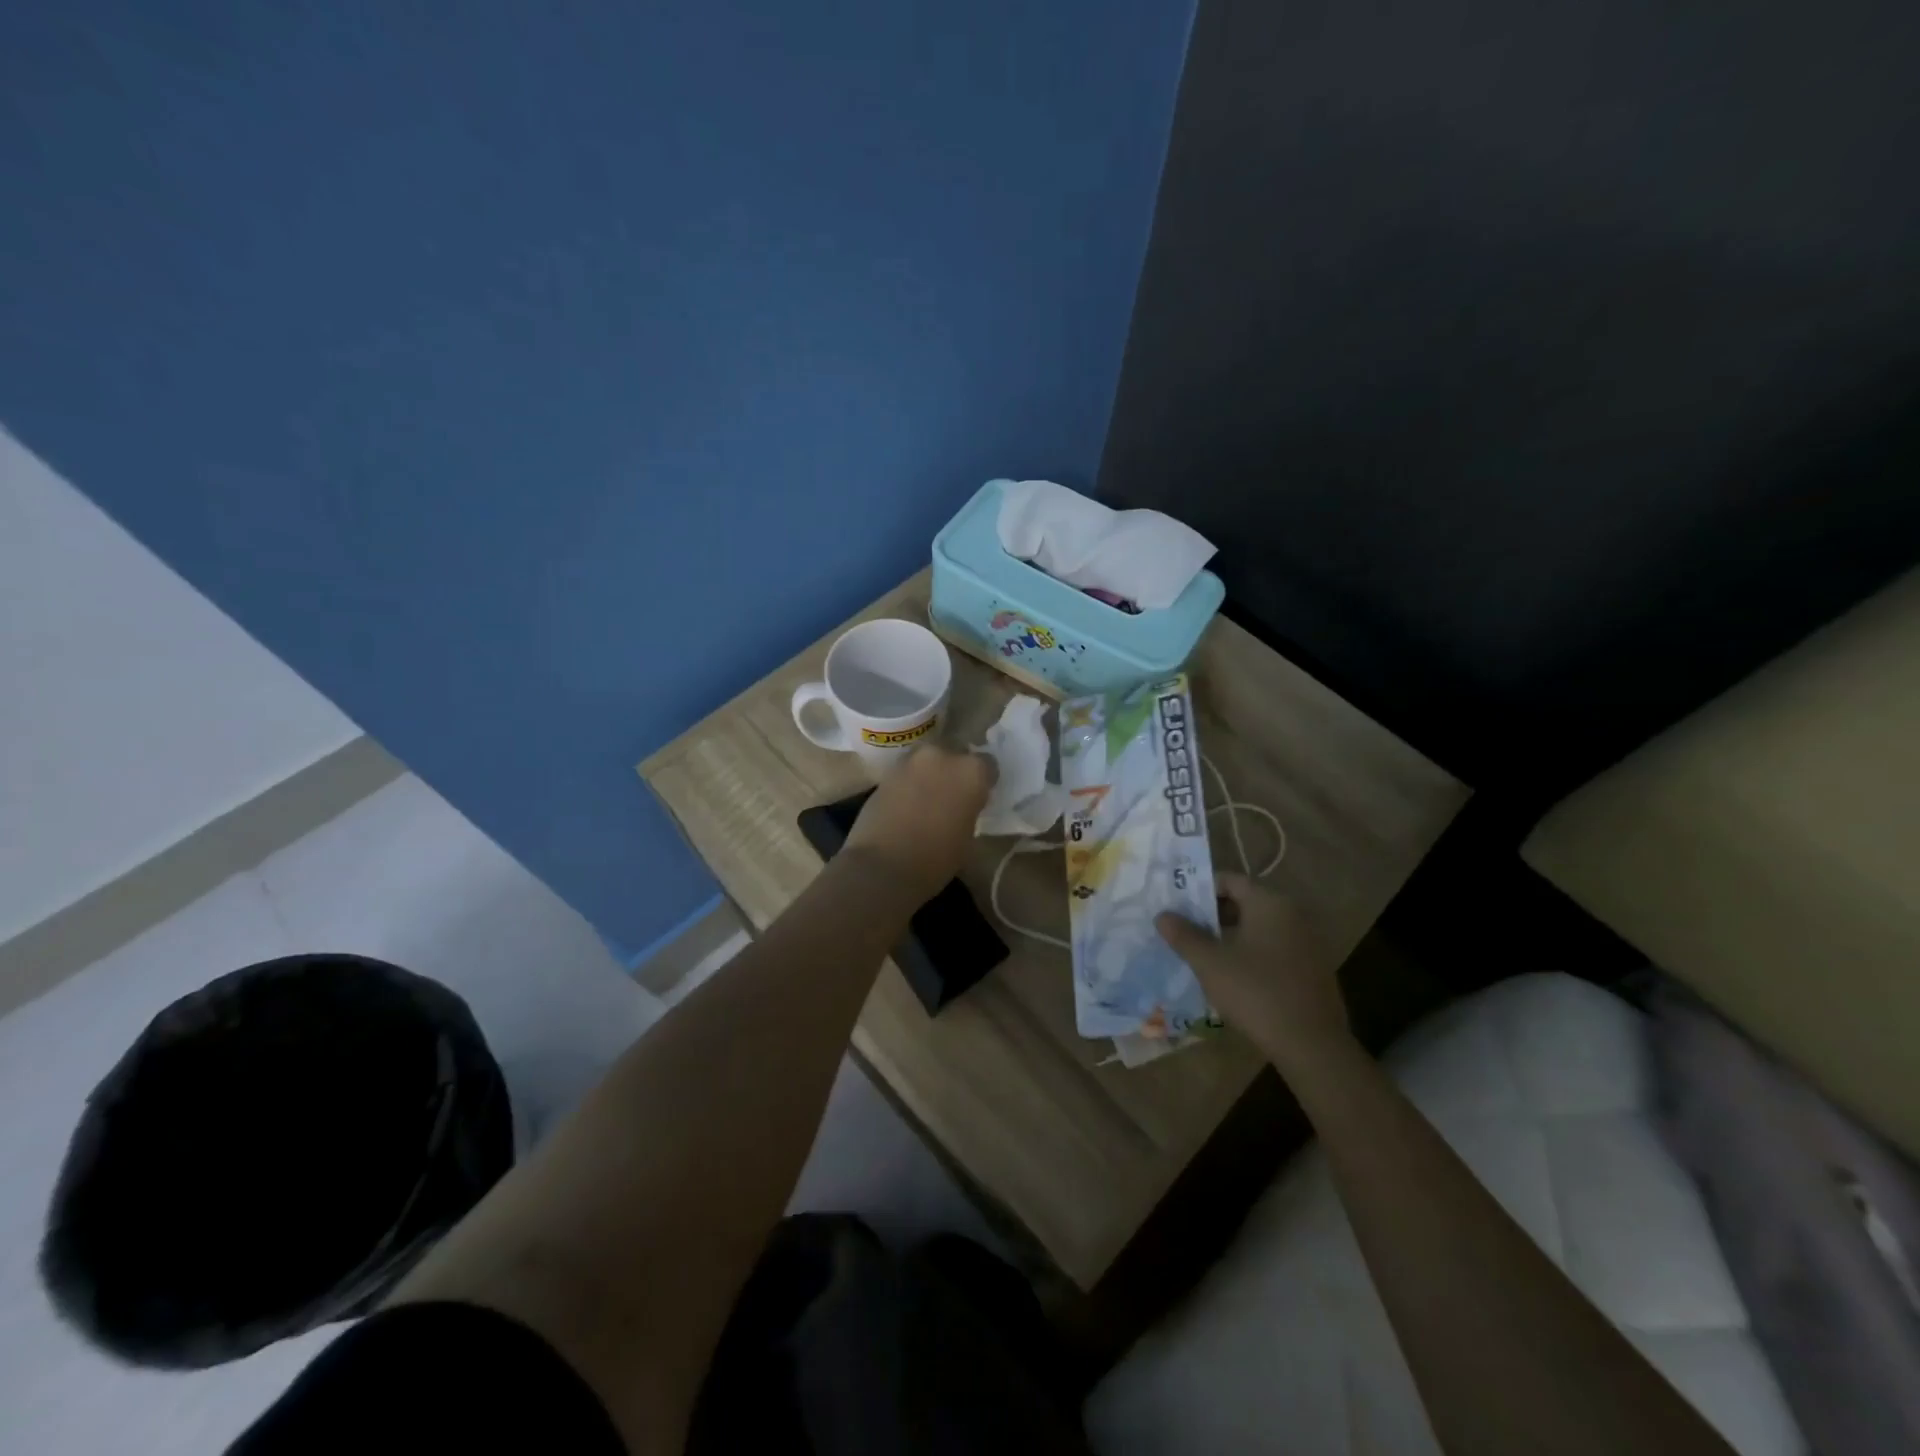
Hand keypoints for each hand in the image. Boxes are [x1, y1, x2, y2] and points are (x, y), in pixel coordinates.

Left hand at [843, 746, 995, 904]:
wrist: (882, 866)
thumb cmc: (936, 859)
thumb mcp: (968, 836)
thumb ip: (970, 809)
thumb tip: (964, 805)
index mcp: (971, 771)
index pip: (987, 765)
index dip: (984, 781)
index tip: (980, 797)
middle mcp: (942, 756)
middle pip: (955, 754)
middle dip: (955, 772)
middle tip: (953, 796)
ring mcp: (910, 761)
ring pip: (928, 761)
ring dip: (931, 774)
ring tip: (928, 800)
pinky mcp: (886, 773)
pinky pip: (907, 772)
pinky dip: (910, 783)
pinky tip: (908, 805)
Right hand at [1156, 873, 1352, 1073]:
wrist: (1312, 1045)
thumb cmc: (1256, 993)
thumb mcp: (1210, 963)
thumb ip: (1184, 935)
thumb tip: (1162, 915)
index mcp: (1269, 903)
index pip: (1230, 880)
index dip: (1200, 889)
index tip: (1176, 904)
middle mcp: (1292, 915)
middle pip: (1244, 902)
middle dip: (1211, 913)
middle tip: (1182, 928)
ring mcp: (1306, 943)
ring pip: (1258, 928)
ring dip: (1229, 935)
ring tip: (1200, 952)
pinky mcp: (1311, 969)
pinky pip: (1273, 948)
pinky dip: (1250, 953)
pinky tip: (1231, 975)